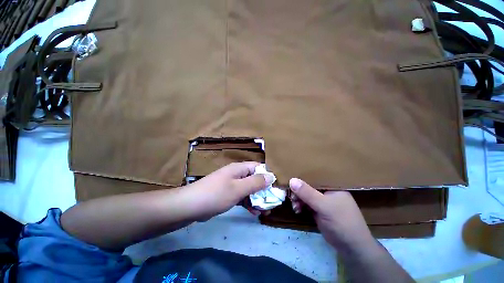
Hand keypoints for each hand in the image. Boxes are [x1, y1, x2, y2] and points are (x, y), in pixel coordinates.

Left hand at [185, 162, 274, 220]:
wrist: (190, 206)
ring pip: (249, 189)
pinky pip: (242, 196)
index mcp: (239, 168)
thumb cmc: (216, 194)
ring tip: (265, 210)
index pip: (258, 167)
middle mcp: (237, 174)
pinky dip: (248, 203)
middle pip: (254, 179)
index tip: (276, 187)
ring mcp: (232, 184)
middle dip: (264, 190)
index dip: (267, 175)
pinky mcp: (228, 194)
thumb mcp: (238, 188)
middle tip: (272, 202)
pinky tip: (254, 212)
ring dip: (257, 198)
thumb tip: (271, 176)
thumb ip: (255, 182)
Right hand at [289, 178, 374, 251]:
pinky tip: (297, 210)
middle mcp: (328, 192)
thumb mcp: (323, 206)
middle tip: (291, 197)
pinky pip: (307, 204)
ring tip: (295, 206)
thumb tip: (291, 180)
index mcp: (333, 186)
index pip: (315, 177)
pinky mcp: (320, 211)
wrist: (351, 248)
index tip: (291, 182)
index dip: (302, 178)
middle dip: (299, 192)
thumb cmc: (341, 222)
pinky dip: (301, 206)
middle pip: (309, 187)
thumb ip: (307, 193)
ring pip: (307, 196)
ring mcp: (323, 202)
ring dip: (299, 200)